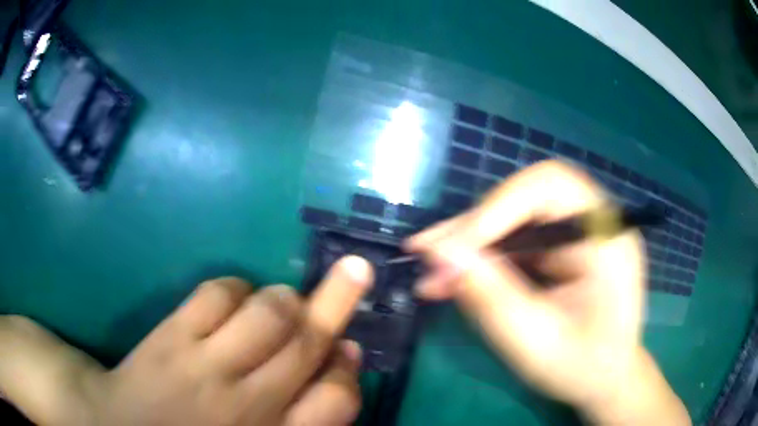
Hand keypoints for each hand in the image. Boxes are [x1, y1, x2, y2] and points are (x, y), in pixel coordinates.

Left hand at [0, 256, 372, 425]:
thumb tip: (341, 358)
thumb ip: (306, 412)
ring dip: (285, 298)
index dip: (348, 370)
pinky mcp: (172, 337)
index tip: (350, 346)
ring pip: (267, 313)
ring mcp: (206, 366)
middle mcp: (249, 402)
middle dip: (338, 301)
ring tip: (283, 301)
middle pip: (306, 343)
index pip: (337, 401)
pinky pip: (216, 295)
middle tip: (357, 268)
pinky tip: (231, 303)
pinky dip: (234, 290)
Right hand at [408, 161, 689, 424]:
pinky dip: (481, 258)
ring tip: (429, 268)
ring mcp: (574, 234)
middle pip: (525, 197)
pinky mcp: (558, 249)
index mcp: (606, 235)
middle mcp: (591, 222)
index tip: (452, 248)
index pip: (550, 187)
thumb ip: (493, 299)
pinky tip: (451, 277)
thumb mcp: (536, 343)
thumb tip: (442, 257)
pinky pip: (513, 240)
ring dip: (469, 243)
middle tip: (426, 251)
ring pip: (512, 218)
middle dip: (475, 226)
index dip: (497, 209)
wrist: (604, 380)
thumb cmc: (582, 367)